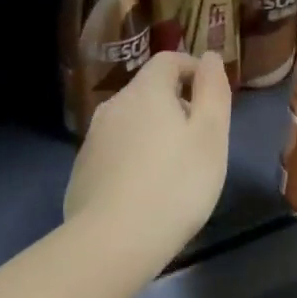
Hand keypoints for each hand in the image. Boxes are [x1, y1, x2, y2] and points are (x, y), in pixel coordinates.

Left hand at [64, 51, 230, 274]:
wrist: (114, 240)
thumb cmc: (176, 185)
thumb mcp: (211, 137)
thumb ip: (213, 91)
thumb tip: (210, 57)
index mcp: (145, 92)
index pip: (168, 60)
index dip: (193, 69)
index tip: (212, 95)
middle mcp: (112, 106)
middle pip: (148, 92)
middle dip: (175, 106)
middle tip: (200, 141)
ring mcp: (92, 139)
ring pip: (130, 123)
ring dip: (153, 134)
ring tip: (174, 170)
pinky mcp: (82, 171)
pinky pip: (114, 152)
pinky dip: (133, 159)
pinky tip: (145, 191)